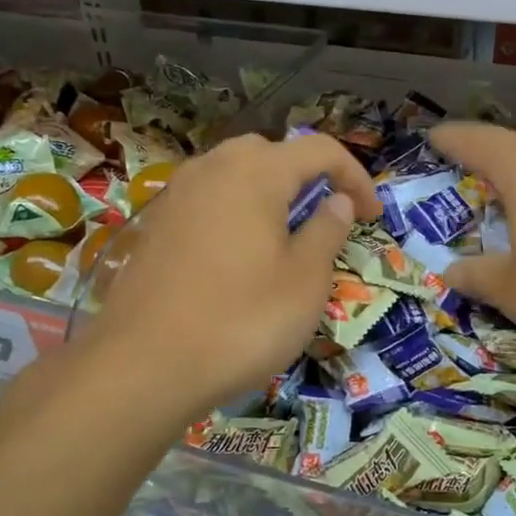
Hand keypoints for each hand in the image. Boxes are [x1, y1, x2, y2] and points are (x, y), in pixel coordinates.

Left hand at [79, 132, 380, 420]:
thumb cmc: (241, 321)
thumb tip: (337, 201)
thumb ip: (327, 231)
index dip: (355, 177)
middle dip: (306, 177)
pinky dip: (233, 215)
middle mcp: (211, 169)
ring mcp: (176, 197)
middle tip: (325, 219)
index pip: (320, 150)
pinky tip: (237, 258)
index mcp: (255, 172)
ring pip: (233, 176)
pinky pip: (206, 203)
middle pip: (271, 154)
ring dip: (267, 195)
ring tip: (284, 237)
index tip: (372, 216)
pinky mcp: (154, 227)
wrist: (143, 366)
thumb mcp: (305, 281)